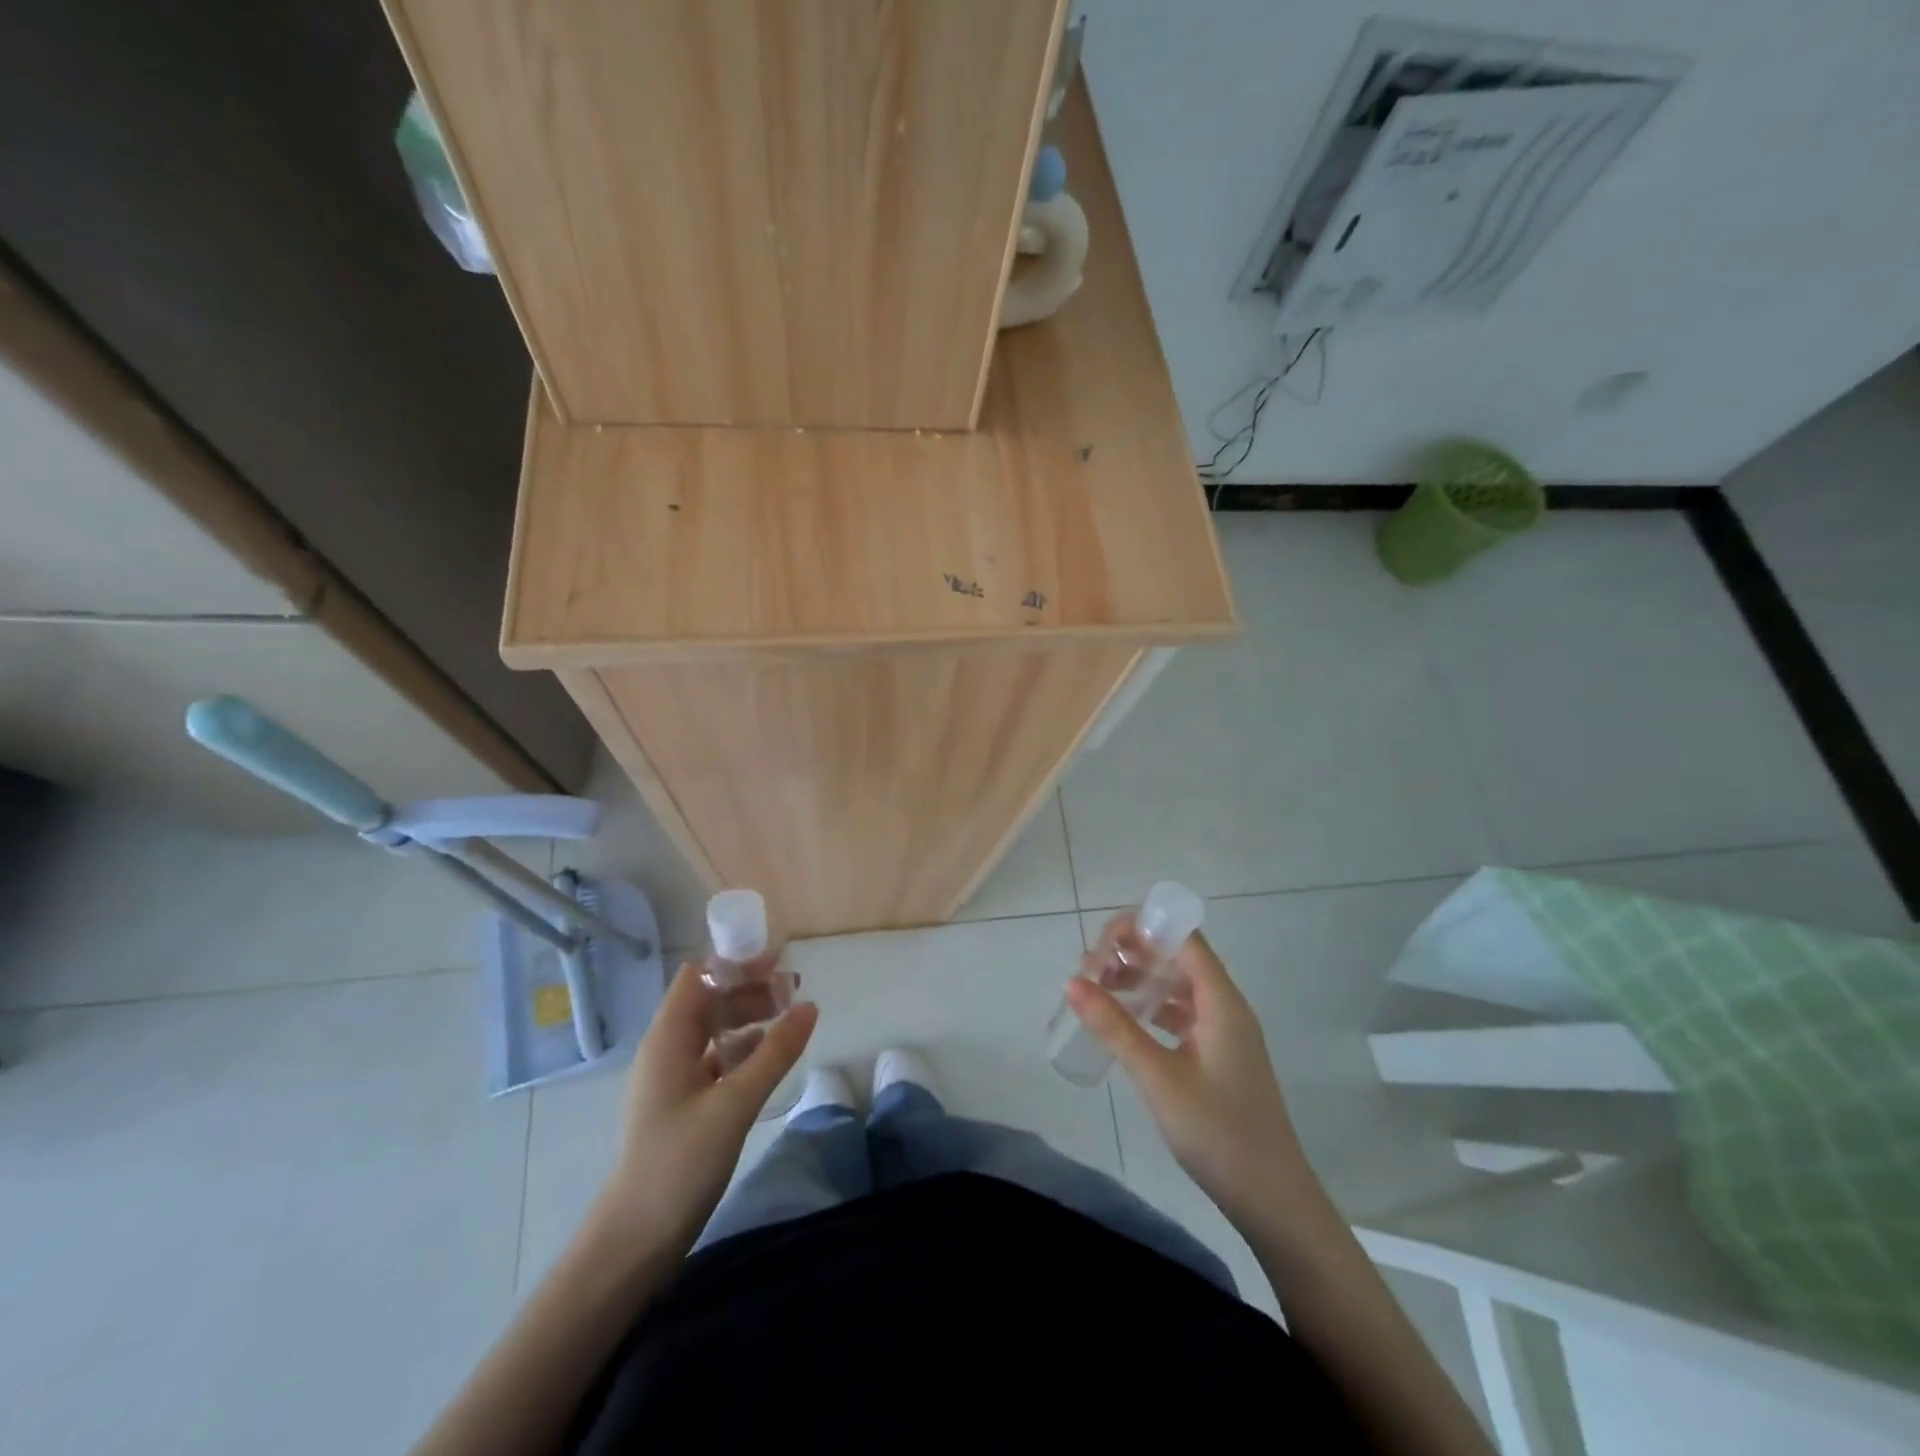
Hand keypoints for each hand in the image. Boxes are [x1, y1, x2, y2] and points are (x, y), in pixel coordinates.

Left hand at [593, 962, 817, 1255]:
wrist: (634, 1240)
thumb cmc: (678, 1164)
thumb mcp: (735, 1104)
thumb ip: (775, 1053)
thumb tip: (810, 1006)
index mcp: (668, 1038)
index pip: (699, 976)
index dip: (735, 960)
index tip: (777, 957)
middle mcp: (666, 1049)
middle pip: (708, 999)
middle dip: (749, 986)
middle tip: (794, 986)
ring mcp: (673, 1077)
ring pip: (713, 1028)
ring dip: (748, 1015)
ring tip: (789, 1013)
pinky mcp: (682, 1102)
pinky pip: (715, 1057)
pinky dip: (743, 1046)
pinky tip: (770, 1053)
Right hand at [1065, 924, 1310, 1227]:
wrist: (1272, 1199)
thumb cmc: (1217, 1132)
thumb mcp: (1158, 1077)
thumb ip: (1115, 1026)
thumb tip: (1072, 981)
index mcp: (1221, 1001)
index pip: (1183, 938)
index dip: (1142, 929)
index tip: (1101, 942)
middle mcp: (1225, 1007)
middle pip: (1179, 957)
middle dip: (1134, 953)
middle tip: (1089, 968)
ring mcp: (1224, 1032)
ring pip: (1178, 986)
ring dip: (1140, 980)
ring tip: (1097, 989)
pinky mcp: (1218, 1056)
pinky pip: (1181, 1014)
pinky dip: (1152, 1007)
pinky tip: (1124, 1022)